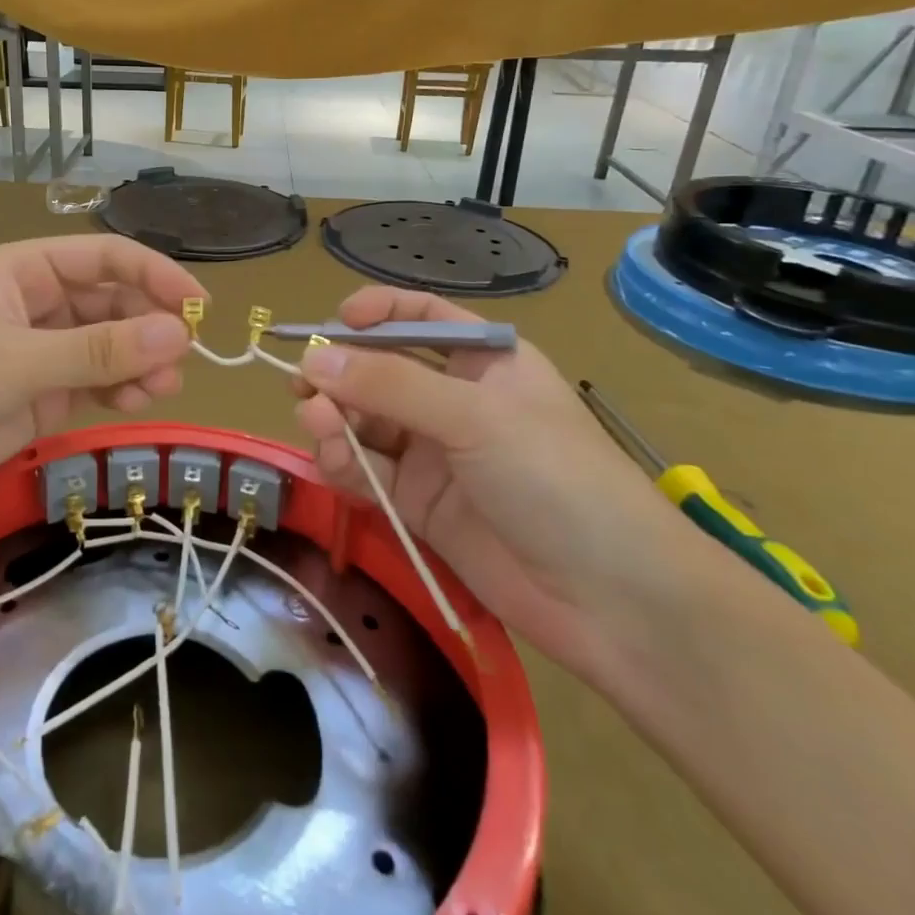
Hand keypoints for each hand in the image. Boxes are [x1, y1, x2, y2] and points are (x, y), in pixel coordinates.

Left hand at [0, 236, 202, 514]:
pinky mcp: (43, 393)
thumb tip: (179, 334)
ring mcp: (43, 350)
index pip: (105, 258)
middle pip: (114, 301)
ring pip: (111, 344)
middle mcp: (40, 303)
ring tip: (163, 387)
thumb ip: (99, 350)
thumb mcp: (17, 362)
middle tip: (182, 359)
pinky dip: (122, 388)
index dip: (155, 274)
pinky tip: (138, 402)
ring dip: (142, 361)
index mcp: (26, 270)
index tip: (199, 305)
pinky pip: (98, 381)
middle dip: (150, 326)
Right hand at [293, 287, 697, 679]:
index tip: (334, 325)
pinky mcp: (419, 504)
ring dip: (336, 420)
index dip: (376, 313)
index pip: (420, 318)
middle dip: (341, 375)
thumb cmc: (556, 478)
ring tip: (320, 427)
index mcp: (484, 361)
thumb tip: (312, 359)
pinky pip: (368, 470)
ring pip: (366, 422)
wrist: (612, 600)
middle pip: (380, 372)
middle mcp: (455, 400)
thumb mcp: (474, 417)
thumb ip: (390, 385)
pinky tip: (332, 462)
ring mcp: (435, 454)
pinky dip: (344, 463)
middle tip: (303, 388)